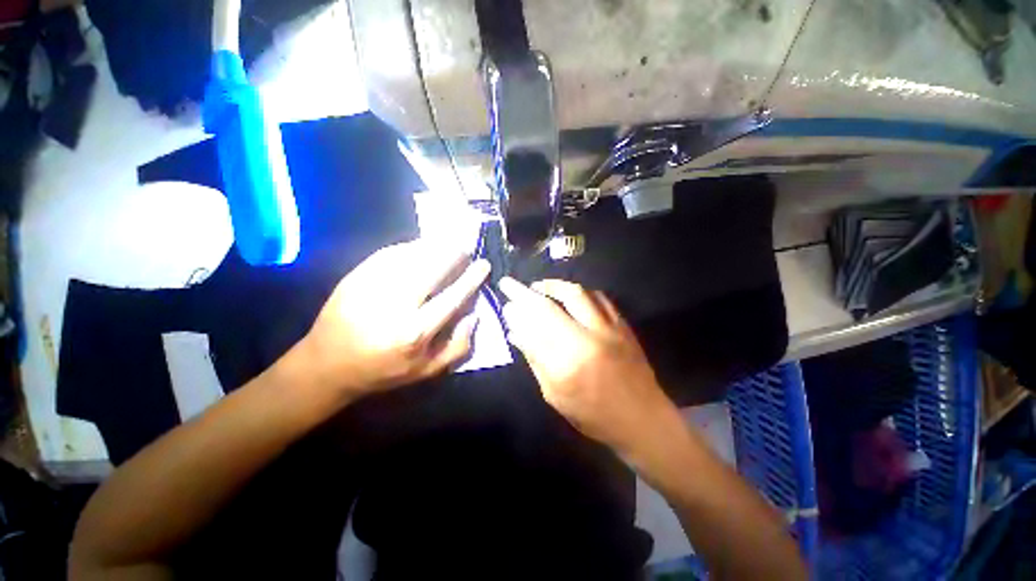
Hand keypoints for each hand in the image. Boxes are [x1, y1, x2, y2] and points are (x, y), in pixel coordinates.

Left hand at [299, 239, 490, 399]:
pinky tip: (420, 247)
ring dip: (434, 246)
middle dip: (453, 254)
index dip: (470, 279)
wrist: (326, 365)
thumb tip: (473, 315)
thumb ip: (458, 347)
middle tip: (466, 247)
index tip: (483, 264)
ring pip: (411, 257)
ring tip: (448, 243)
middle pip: (431, 269)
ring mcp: (372, 287)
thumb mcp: (426, 371)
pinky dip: (409, 247)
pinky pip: (389, 254)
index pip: (452, 297)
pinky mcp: (356, 277)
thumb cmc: (382, 371)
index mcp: (414, 332)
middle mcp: (394, 305)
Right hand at [498, 278, 682, 454]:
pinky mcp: (622, 325)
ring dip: (552, 285)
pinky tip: (569, 294)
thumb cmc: (594, 415)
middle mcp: (586, 341)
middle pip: (549, 307)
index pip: (532, 330)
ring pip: (576, 294)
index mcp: (566, 366)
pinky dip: (580, 292)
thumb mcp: (556, 396)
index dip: (515, 313)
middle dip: (525, 292)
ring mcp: (607, 330)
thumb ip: (535, 361)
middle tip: (510, 284)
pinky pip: (599, 297)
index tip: (505, 302)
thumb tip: (516, 332)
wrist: (642, 419)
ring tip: (538, 286)